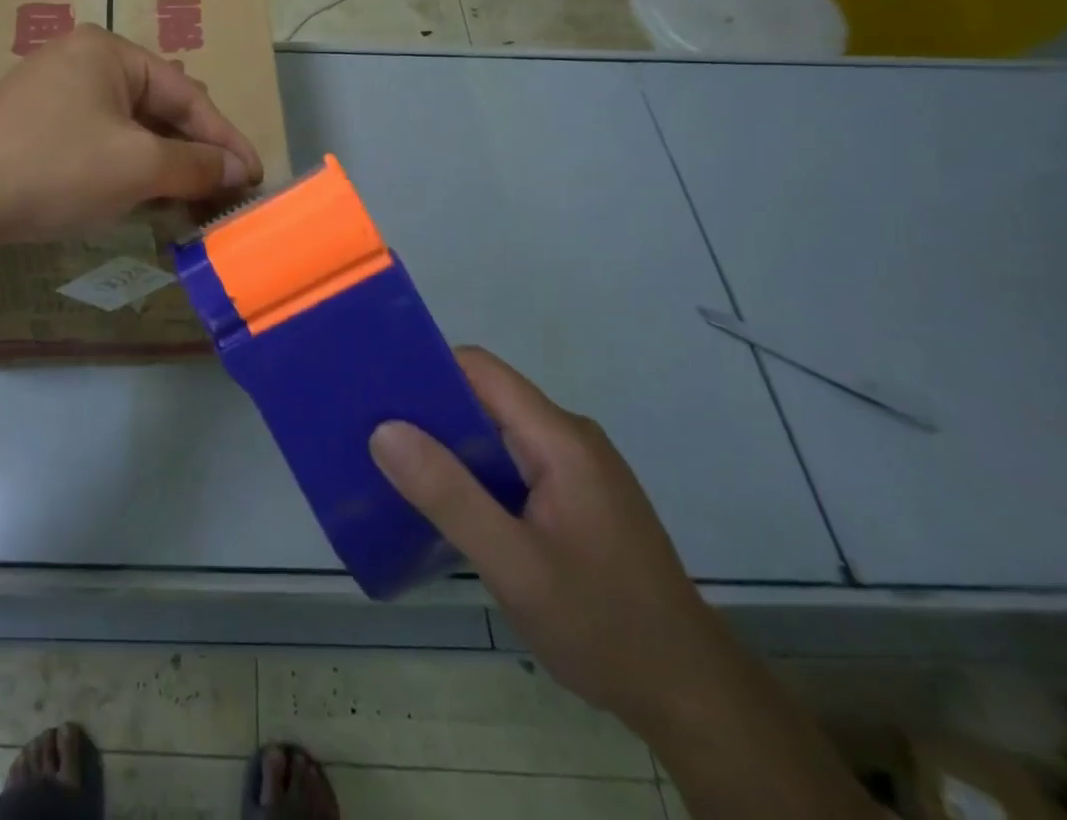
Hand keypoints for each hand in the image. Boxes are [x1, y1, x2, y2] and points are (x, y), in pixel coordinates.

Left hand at [0, 25, 263, 254]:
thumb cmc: (53, 168)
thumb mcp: (136, 166)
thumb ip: (195, 164)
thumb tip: (240, 169)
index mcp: (109, 52)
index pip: (187, 95)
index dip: (226, 140)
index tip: (256, 177)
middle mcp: (82, 63)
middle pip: (158, 110)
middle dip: (194, 155)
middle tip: (225, 196)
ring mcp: (54, 96)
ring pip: (128, 131)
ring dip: (163, 168)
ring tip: (193, 206)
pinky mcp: (35, 130)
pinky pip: (98, 146)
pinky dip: (127, 173)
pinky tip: (145, 203)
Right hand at [370, 348, 738, 731]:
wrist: (693, 698)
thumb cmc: (603, 625)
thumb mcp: (514, 564)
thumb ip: (448, 494)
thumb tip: (384, 430)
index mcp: (559, 438)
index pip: (479, 369)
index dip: (425, 370)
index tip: (376, 391)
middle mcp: (569, 438)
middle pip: (485, 397)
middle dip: (428, 411)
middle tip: (373, 434)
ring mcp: (576, 468)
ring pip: (497, 432)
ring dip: (449, 445)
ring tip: (397, 467)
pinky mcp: (577, 497)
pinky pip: (512, 462)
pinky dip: (475, 473)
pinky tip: (448, 504)